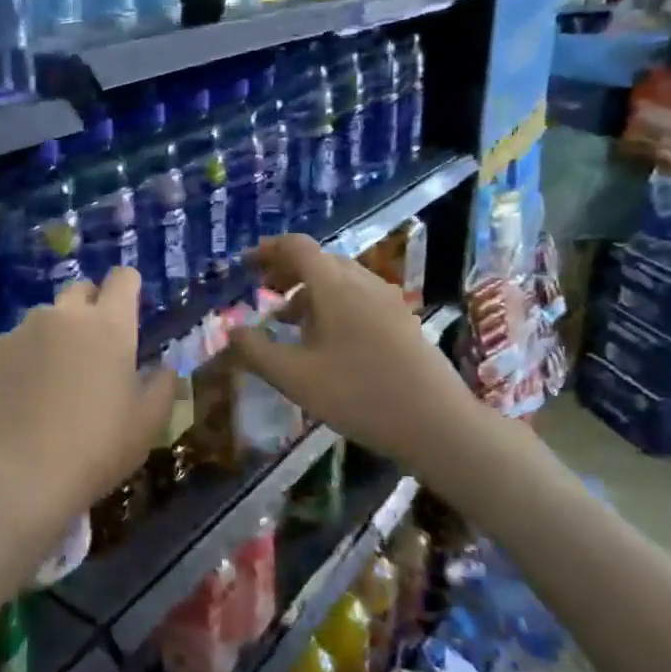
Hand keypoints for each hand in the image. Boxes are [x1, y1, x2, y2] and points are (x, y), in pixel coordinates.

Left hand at [0, 269, 175, 557]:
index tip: (128, 309)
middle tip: (91, 351)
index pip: (123, 278)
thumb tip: (163, 366)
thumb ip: (161, 386)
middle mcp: (63, 315)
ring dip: (51, 339)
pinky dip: (17, 363)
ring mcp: (20, 330)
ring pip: (42, 321)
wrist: (16, 475)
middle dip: (88, 310)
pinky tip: (15, 401)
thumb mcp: (147, 425)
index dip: (128, 288)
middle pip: (79, 291)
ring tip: (48, 383)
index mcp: (109, 325)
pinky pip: (9, 347)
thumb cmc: (95, 448)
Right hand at [229, 234, 474, 468]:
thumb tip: (232, 331)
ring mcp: (388, 300)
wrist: (438, 424)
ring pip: (340, 279)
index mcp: (335, 286)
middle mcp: (363, 282)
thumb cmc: (359, 395)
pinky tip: (326, 340)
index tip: (246, 265)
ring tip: (288, 320)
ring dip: (309, 289)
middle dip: (286, 271)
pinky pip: (358, 296)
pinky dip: (332, 303)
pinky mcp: (402, 321)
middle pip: (320, 260)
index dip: (268, 250)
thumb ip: (256, 351)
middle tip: (262, 292)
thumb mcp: (295, 378)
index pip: (298, 247)